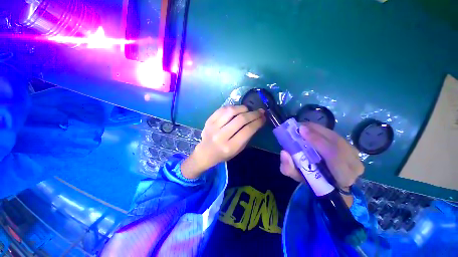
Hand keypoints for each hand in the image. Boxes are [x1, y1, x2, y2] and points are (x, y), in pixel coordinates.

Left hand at [181, 105, 265, 178]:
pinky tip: (236, 109)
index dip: (258, 122)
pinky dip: (232, 107)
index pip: (247, 130)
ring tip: (247, 110)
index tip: (263, 117)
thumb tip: (256, 121)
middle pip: (240, 119)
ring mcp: (213, 127)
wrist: (205, 153)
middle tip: (260, 111)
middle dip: (253, 114)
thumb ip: (247, 136)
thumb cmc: (223, 154)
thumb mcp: (238, 150)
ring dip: (242, 108)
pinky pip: (222, 109)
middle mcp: (221, 136)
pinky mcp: (208, 120)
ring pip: (231, 111)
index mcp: (230, 146)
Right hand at [279, 122, 363, 191]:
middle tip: (300, 127)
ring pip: (336, 137)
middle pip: (337, 143)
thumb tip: (284, 152)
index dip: (318, 142)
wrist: (329, 182)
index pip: (335, 157)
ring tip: (304, 127)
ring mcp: (355, 156)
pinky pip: (336, 136)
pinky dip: (322, 131)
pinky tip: (311, 129)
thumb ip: (288, 168)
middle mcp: (354, 166)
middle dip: (317, 132)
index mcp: (342, 178)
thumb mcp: (297, 177)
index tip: (302, 131)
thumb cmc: (312, 181)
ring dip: (319, 130)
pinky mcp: (351, 148)